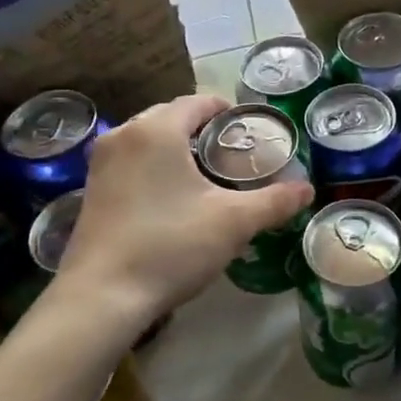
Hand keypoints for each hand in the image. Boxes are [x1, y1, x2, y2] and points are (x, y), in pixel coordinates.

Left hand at [57, 94, 312, 315]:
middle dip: (204, 131)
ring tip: (208, 177)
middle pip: (172, 117)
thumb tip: (308, 190)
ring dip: (178, 149)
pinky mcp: (91, 190)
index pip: (199, 102)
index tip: (253, 133)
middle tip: (235, 156)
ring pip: (149, 140)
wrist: (102, 297)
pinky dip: (155, 168)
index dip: (230, 112)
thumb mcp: (234, 222)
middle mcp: (123, 135)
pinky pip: (132, 162)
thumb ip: (275, 201)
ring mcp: (101, 163)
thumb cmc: (171, 246)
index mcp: (157, 129)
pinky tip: (173, 199)